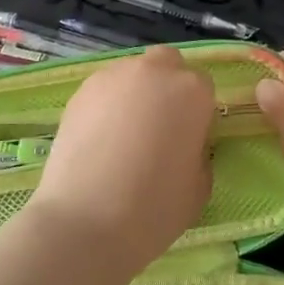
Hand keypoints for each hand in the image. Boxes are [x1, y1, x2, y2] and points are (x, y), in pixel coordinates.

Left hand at [25, 47, 215, 278]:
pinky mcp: (80, 91)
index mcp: (192, 91)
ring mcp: (112, 76)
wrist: (86, 219)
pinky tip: (99, 139)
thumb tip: (185, 144)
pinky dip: (106, 106)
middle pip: (167, 65)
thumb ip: (199, 152)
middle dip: (167, 87)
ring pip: (132, 74)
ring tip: (123, 136)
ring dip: (135, 94)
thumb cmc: (154, 207)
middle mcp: (154, 71)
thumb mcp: (200, 186)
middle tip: (159, 127)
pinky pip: (104, 90)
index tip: (188, 141)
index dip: (197, 114)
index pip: (203, 88)